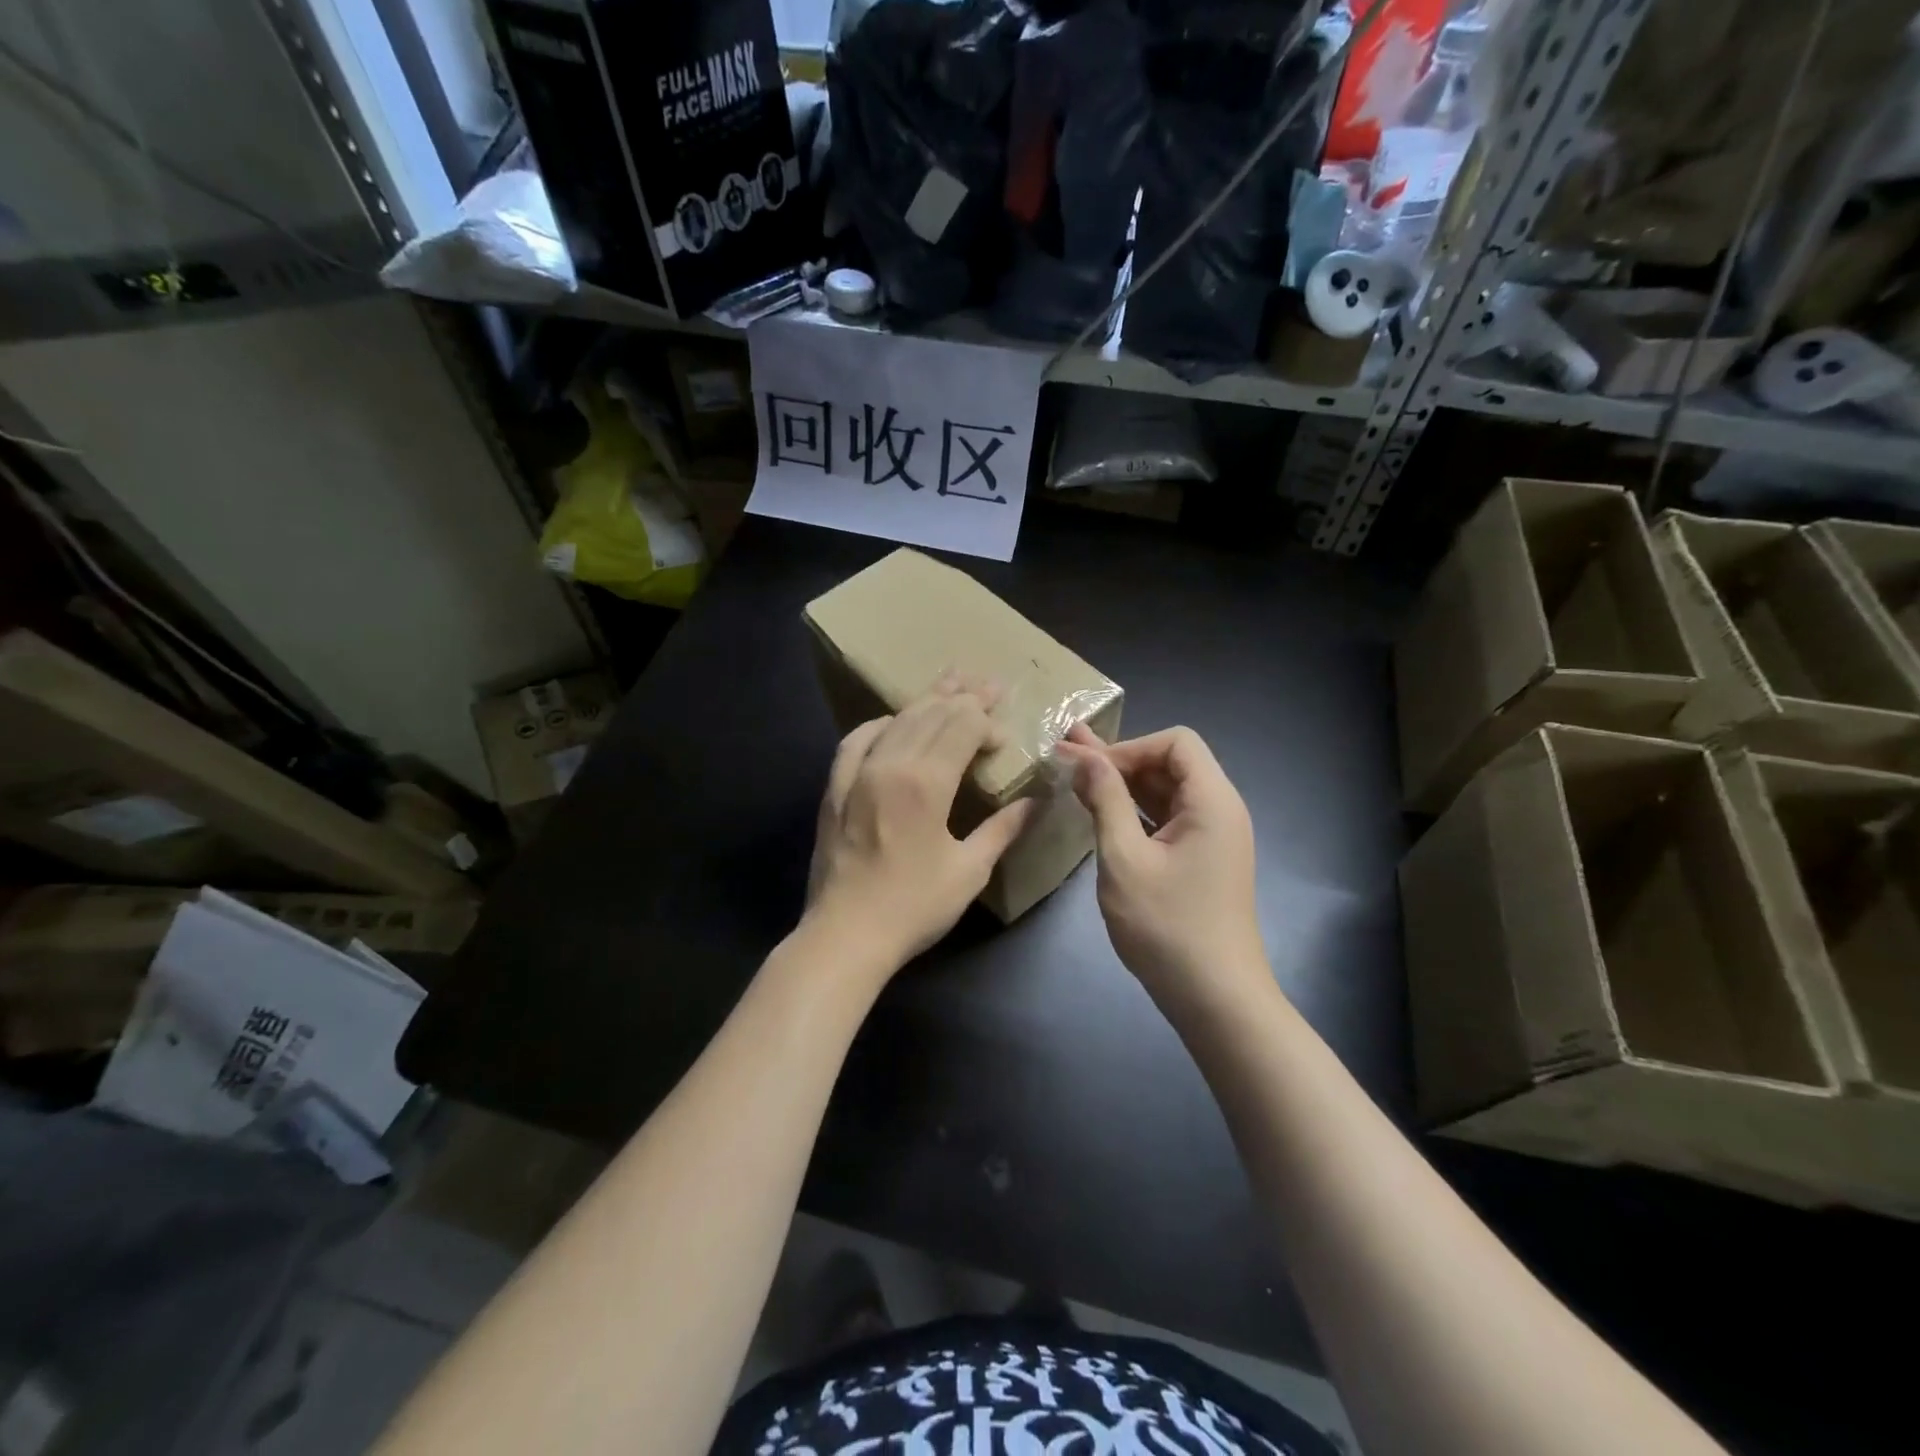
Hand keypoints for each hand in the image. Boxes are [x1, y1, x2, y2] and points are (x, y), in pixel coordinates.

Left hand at [805, 677, 1034, 972]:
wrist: (845, 936)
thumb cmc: (913, 907)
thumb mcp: (969, 870)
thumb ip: (1003, 828)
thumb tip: (1037, 801)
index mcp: (927, 782)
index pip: (962, 727)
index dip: (987, 723)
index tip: (1004, 737)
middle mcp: (890, 764)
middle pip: (931, 714)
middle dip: (964, 697)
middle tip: (989, 683)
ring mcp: (856, 773)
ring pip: (897, 721)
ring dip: (926, 700)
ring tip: (950, 680)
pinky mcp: (834, 788)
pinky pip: (855, 741)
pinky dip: (878, 725)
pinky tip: (890, 721)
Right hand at [1055, 724, 1265, 1003]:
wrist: (1214, 997)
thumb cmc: (1167, 926)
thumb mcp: (1124, 858)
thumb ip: (1105, 800)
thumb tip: (1083, 755)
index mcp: (1212, 801)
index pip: (1176, 742)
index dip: (1128, 747)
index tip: (1089, 770)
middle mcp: (1219, 810)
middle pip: (1170, 763)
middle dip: (1117, 758)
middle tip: (1065, 752)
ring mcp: (1212, 837)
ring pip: (1165, 792)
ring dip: (1121, 783)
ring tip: (1073, 773)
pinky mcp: (1201, 859)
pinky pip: (1166, 819)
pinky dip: (1133, 810)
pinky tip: (1099, 810)